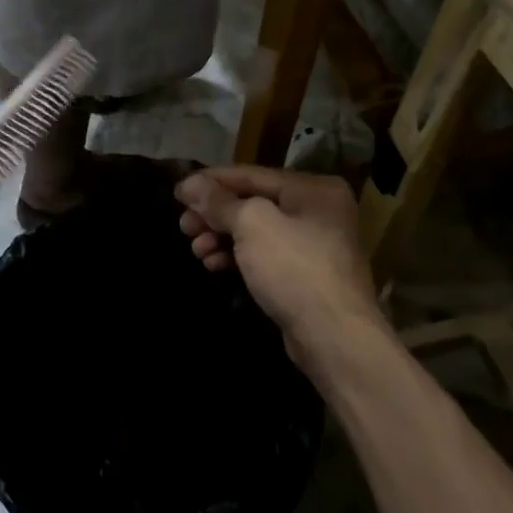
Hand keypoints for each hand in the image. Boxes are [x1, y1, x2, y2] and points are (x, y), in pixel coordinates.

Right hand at [176, 166, 384, 368]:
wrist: (335, 338)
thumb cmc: (293, 268)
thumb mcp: (251, 224)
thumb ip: (218, 201)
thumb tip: (189, 183)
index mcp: (312, 188)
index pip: (250, 174)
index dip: (211, 181)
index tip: (177, 192)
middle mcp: (317, 209)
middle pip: (252, 202)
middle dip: (215, 214)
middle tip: (184, 226)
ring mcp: (313, 243)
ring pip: (256, 230)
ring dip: (221, 236)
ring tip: (196, 249)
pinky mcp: (305, 274)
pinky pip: (264, 254)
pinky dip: (237, 255)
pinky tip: (214, 264)